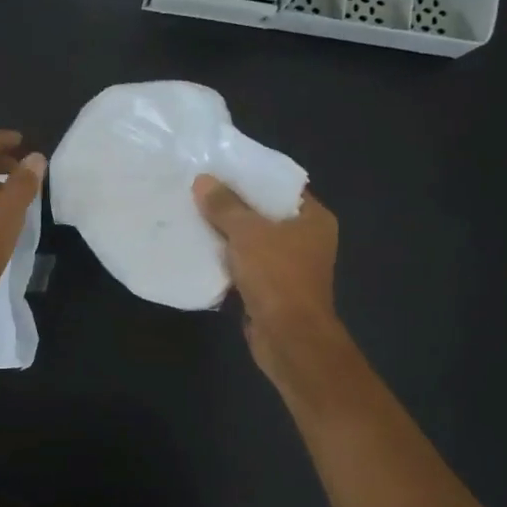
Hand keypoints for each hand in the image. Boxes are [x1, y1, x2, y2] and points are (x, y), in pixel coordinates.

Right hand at [193, 175, 349, 398]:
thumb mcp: (248, 233)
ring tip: (193, 213)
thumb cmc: (277, 276)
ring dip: (226, 233)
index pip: (281, 187)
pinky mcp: (271, 289)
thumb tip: (203, 180)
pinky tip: (198, 248)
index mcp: (313, 219)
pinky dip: (225, 259)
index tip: (220, 168)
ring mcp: (289, 267)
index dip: (252, 176)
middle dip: (233, 205)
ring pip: (252, 241)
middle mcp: (306, 239)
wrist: (288, 338)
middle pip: (265, 213)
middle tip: (199, 188)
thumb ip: (225, 206)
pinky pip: (244, 265)